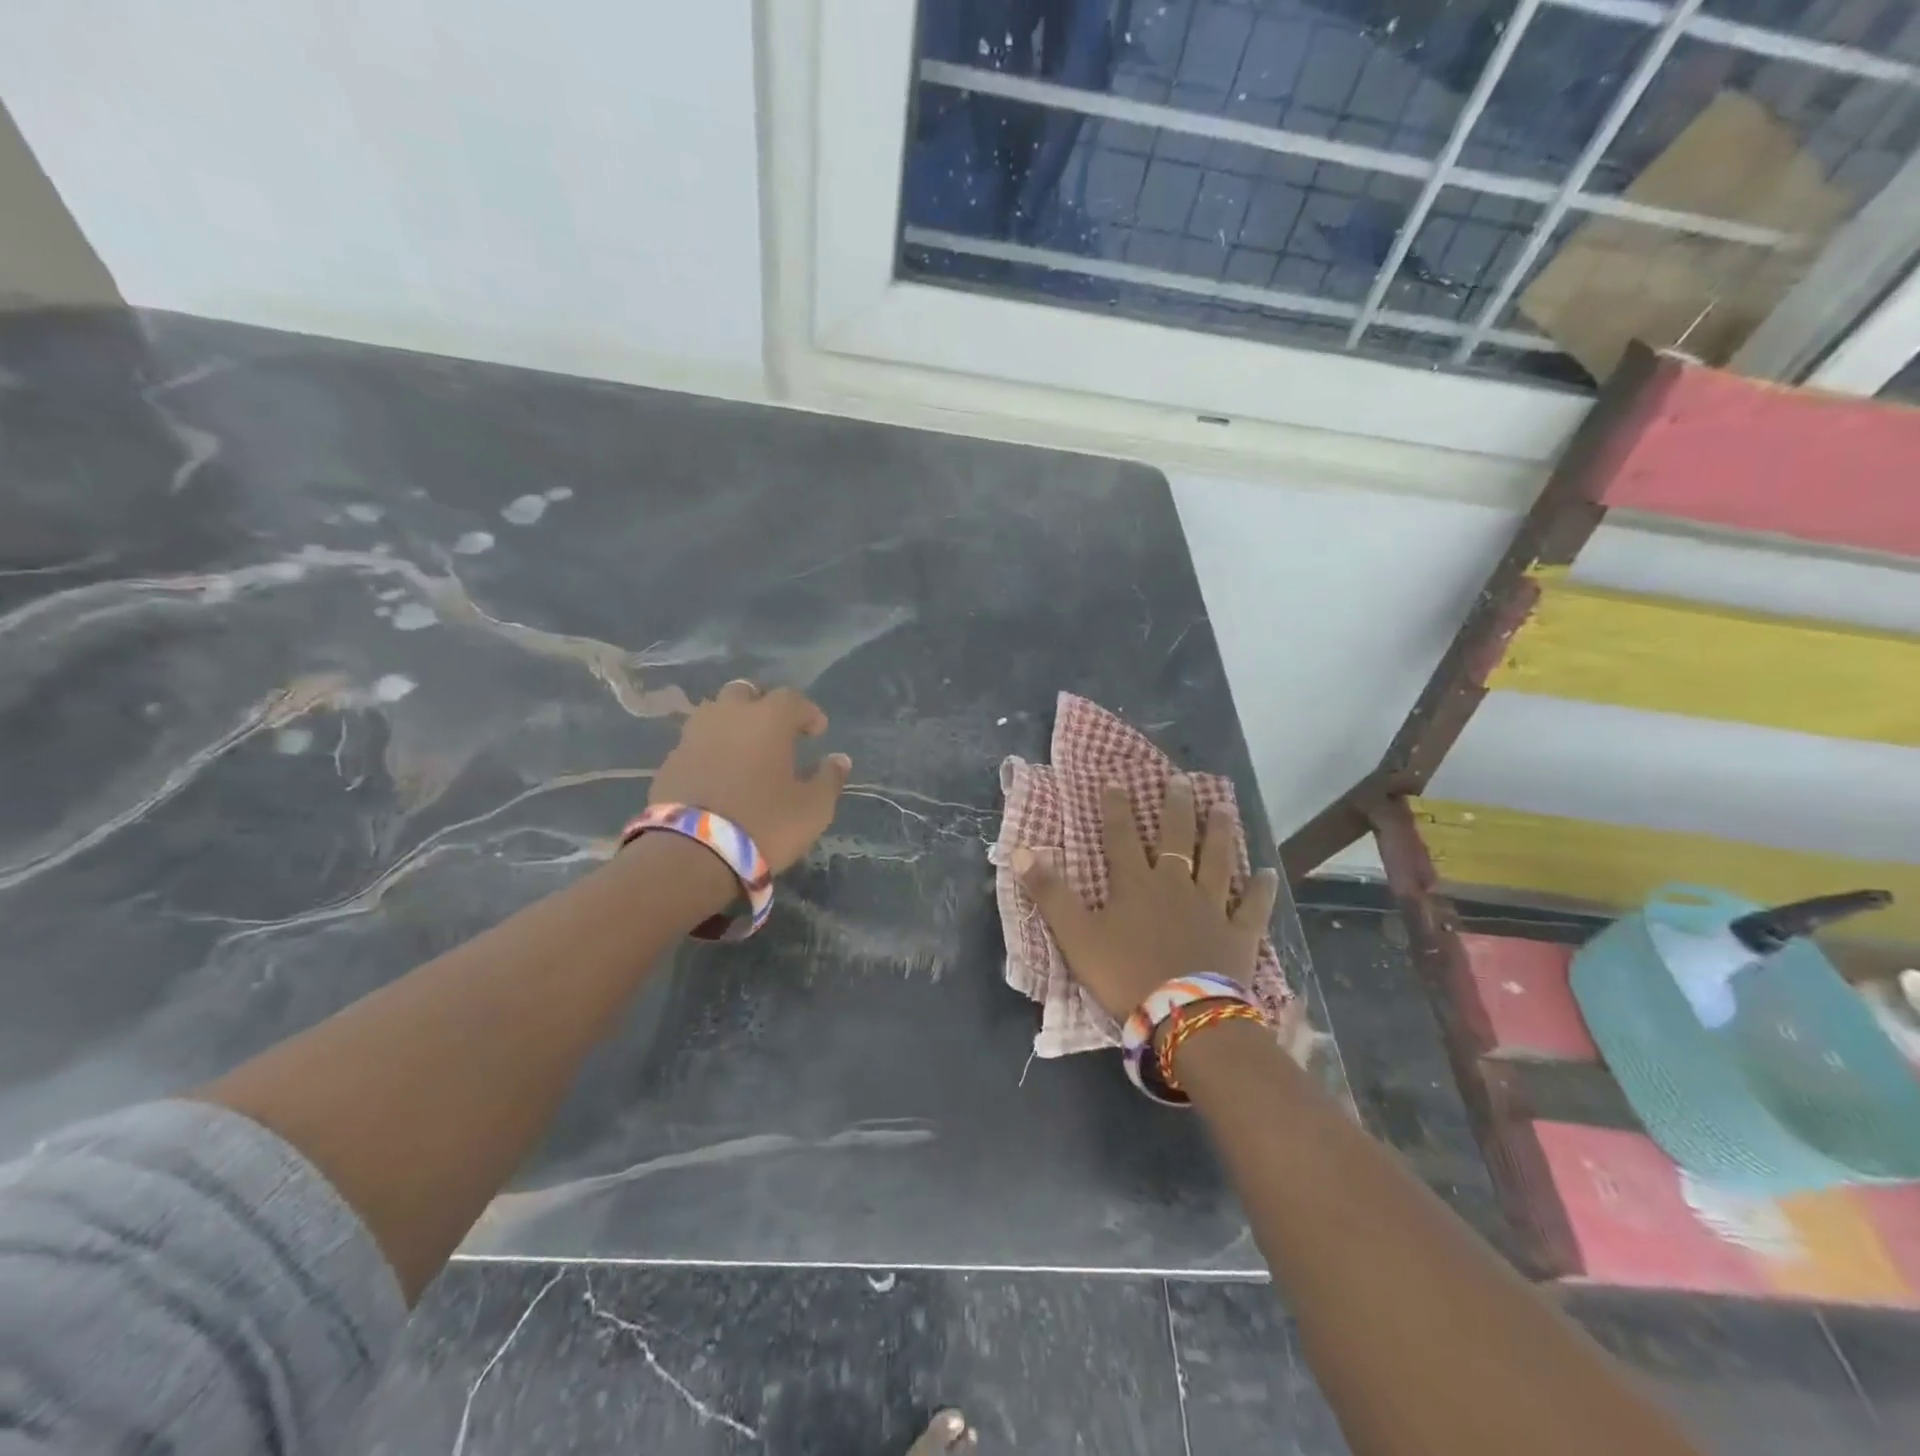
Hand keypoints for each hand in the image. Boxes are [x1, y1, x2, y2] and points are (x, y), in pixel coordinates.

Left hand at [650, 681, 850, 872]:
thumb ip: (829, 779)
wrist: (691, 853)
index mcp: (768, 719)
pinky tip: (719, 774)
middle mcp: (728, 716)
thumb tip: (839, 760)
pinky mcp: (669, 762)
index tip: (817, 732)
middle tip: (776, 732)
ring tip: (745, 751)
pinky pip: (696, 743)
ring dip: (732, 724)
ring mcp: (693, 736)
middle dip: (763, 706)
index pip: (792, 699)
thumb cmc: (765, 824)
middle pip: (745, 693)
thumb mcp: (813, 808)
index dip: (808, 713)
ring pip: (715, 714)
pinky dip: (710, 750)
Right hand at [1013, 775, 1278, 1019]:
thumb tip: (1021, 852)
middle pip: (1177, 838)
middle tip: (1180, 780)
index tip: (1116, 780)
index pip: (1122, 836)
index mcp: (1135, 884)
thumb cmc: (1124, 974)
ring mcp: (1211, 907)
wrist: (1182, 1016)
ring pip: (1217, 860)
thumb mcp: (1075, 935)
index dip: (1116, 807)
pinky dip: (1260, 889)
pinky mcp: (1238, 934)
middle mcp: (1175, 885)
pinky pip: (1252, 906)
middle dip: (1176, 807)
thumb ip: (1050, 894)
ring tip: (1223, 807)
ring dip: (1220, 833)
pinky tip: (1268, 872)